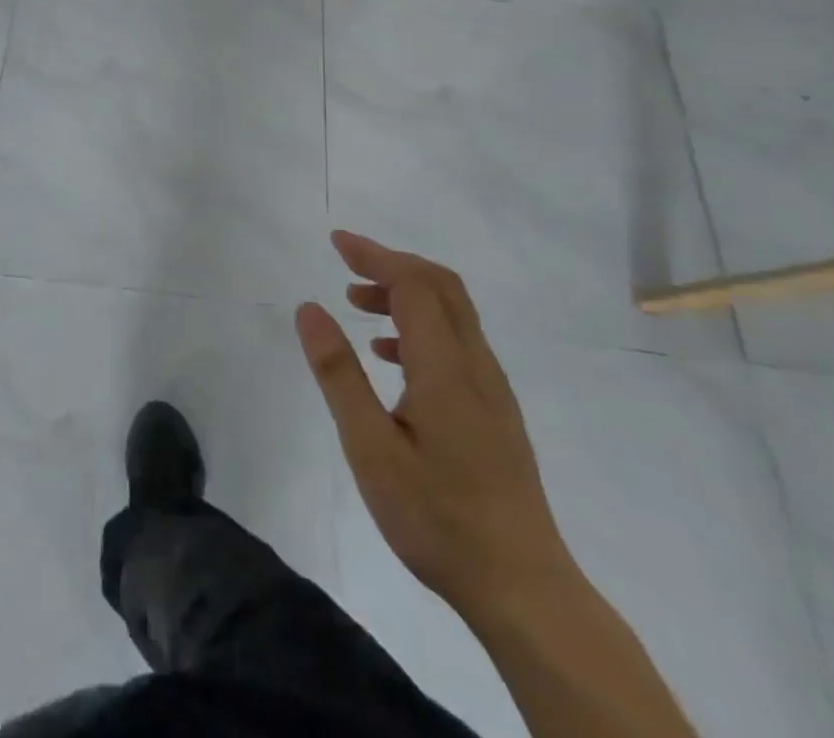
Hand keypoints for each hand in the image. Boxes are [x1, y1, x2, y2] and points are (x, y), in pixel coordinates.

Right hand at [296, 231, 576, 621]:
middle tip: (346, 264)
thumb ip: (339, 373)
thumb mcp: (370, 448)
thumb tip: (309, 308)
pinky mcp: (495, 412)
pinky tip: (389, 358)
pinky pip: (457, 342)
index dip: (375, 255)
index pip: (414, 284)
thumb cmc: (437, 518)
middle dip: (392, 264)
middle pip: (441, 286)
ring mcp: (492, 390)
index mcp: (446, 368)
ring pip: (452, 313)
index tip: (336, 242)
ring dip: (405, 294)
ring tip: (357, 305)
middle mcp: (477, 366)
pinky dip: (419, 326)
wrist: (524, 590)